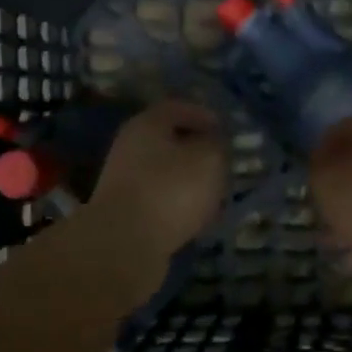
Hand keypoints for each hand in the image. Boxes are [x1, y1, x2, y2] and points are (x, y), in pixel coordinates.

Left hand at [87, 100, 227, 261]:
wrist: (125, 244)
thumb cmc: (171, 189)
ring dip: (190, 180)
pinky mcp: (127, 213)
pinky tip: (197, 218)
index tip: (225, 130)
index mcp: (147, 124)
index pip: (177, 108)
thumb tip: (214, 144)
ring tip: (216, 194)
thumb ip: (217, 145)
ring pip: (166, 172)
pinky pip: (160, 200)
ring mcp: (125, 182)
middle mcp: (131, 147)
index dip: (204, 115)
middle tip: (224, 163)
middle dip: (198, 151)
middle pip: (169, 141)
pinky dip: (179, 205)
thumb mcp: (208, 158)